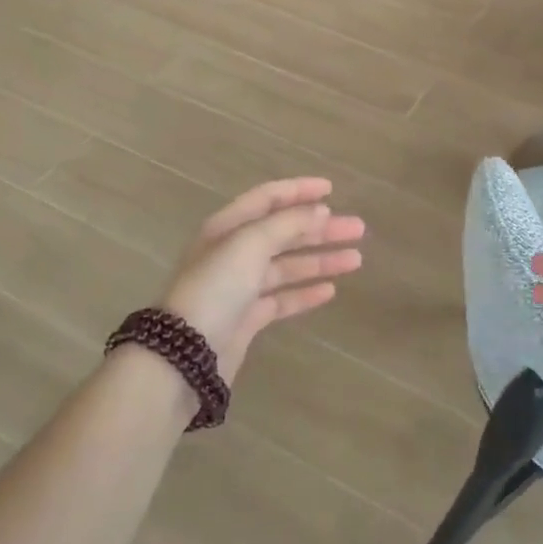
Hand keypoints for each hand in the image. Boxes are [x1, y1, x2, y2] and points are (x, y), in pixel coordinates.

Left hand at [160, 178, 365, 381]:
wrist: (184, 354)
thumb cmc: (216, 288)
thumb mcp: (250, 244)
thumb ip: (287, 224)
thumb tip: (319, 211)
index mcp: (227, 227)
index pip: (267, 198)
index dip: (299, 190)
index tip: (332, 190)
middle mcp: (233, 252)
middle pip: (283, 232)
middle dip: (321, 229)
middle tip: (358, 229)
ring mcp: (239, 287)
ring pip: (287, 266)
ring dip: (320, 259)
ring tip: (356, 260)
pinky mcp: (247, 318)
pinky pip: (282, 299)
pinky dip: (305, 292)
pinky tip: (330, 290)